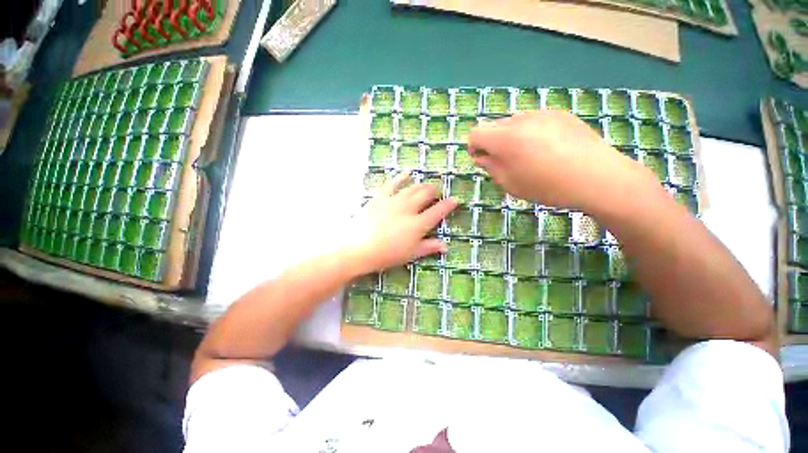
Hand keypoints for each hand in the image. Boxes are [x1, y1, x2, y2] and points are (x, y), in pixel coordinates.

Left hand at [346, 173, 457, 274]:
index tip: (455, 199)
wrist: (359, 248)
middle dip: (435, 191)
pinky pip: (392, 184)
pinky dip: (401, 178)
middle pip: (426, 195)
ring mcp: (394, 201)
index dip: (448, 205)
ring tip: (427, 183)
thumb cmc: (387, 255)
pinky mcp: (380, 197)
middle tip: (438, 190)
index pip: (438, 211)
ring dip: (422, 185)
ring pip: (412, 188)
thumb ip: (428, 247)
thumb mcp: (411, 254)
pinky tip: (407, 173)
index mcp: (418, 224)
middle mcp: (409, 209)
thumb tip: (445, 246)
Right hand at [468, 110, 652, 212]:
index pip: (475, 134)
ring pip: (513, 122)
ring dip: (511, 137)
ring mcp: (542, 113)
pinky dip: (531, 132)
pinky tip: (547, 149)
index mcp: (504, 138)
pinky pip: (534, 120)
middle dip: (492, 143)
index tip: (482, 160)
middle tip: (505, 161)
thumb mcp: (511, 184)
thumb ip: (491, 167)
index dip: (474, 148)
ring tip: (528, 156)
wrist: (598, 177)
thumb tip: (482, 157)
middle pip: (493, 126)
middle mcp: (520, 119)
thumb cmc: (548, 186)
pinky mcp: (560, 113)